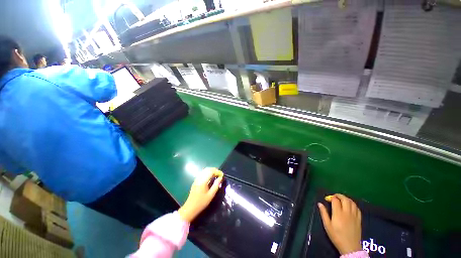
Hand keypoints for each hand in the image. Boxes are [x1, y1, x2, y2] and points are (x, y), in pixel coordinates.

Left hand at [178, 168, 223, 222]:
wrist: (190, 208)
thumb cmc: (201, 202)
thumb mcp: (211, 195)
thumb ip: (216, 185)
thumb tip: (221, 178)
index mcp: (203, 181)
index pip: (211, 171)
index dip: (217, 171)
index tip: (222, 174)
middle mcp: (199, 178)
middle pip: (207, 169)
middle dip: (214, 170)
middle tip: (219, 174)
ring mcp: (196, 179)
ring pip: (204, 170)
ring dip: (211, 171)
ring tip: (216, 175)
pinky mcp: (195, 181)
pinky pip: (202, 173)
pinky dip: (207, 173)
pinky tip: (210, 177)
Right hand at [318, 194, 361, 254]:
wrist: (350, 247)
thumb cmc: (336, 236)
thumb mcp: (327, 225)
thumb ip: (324, 213)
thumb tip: (319, 204)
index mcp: (338, 214)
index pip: (335, 200)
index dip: (331, 197)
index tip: (327, 199)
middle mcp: (347, 213)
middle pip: (345, 199)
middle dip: (339, 195)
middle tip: (334, 196)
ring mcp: (354, 216)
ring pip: (352, 202)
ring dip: (346, 199)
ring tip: (341, 200)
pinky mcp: (359, 219)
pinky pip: (357, 208)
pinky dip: (353, 204)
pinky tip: (350, 206)